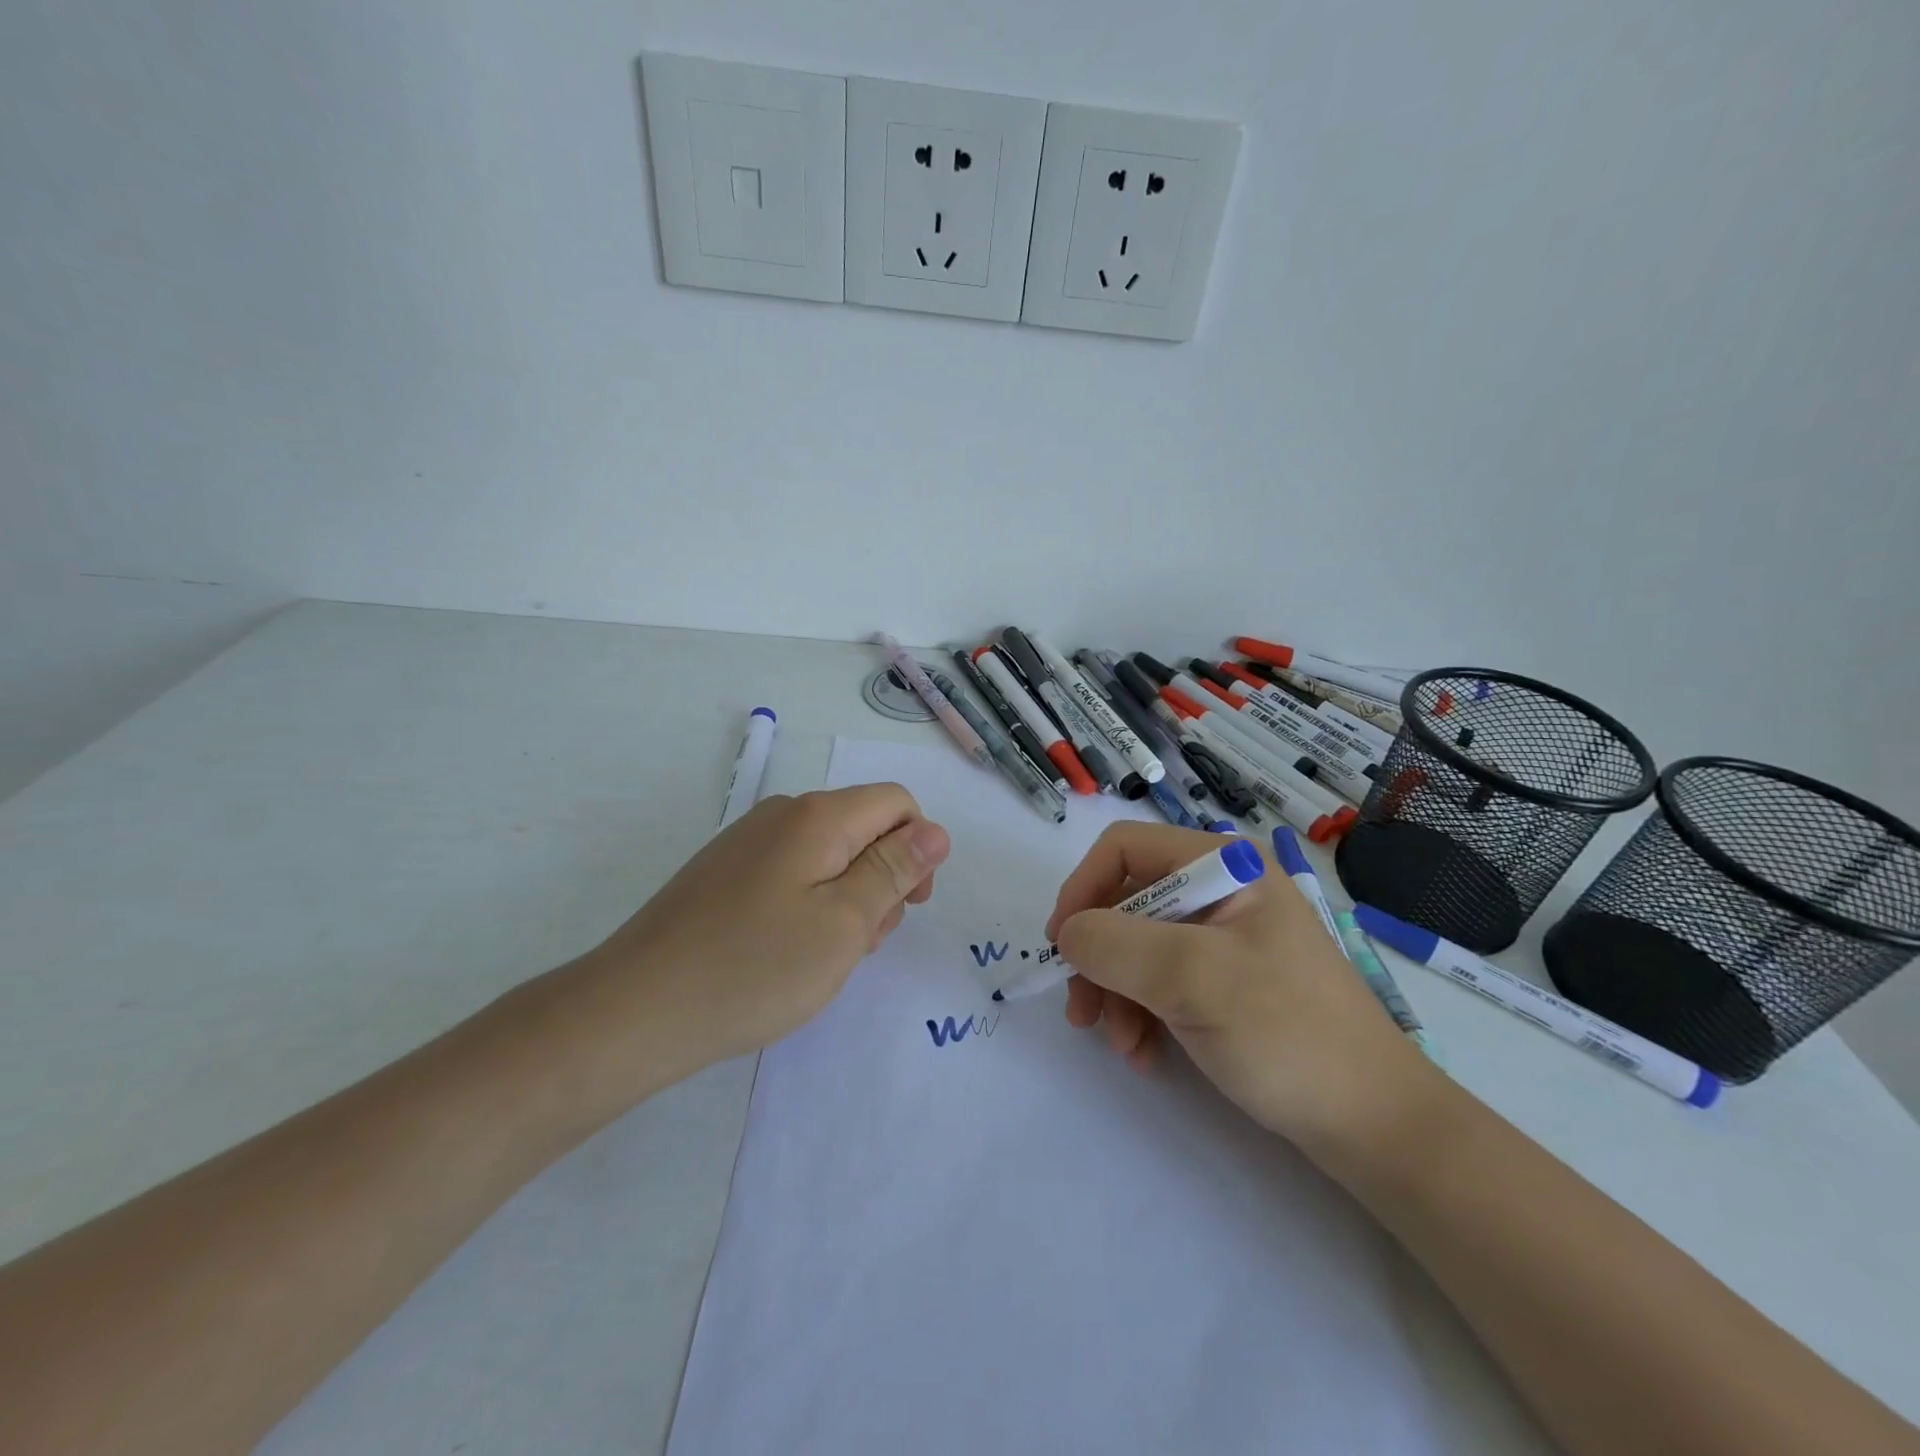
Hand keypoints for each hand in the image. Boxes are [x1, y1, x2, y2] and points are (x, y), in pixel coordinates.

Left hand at [571, 784, 949, 1085]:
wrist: (635, 1010)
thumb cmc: (755, 968)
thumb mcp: (844, 923)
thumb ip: (893, 870)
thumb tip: (934, 831)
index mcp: (817, 816)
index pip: (896, 803)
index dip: (918, 849)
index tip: (909, 906)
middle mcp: (781, 814)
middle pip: (862, 828)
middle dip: (881, 879)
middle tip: (862, 943)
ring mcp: (747, 842)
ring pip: (828, 855)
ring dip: (847, 898)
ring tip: (825, 956)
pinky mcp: (724, 872)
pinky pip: (791, 873)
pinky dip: (810, 905)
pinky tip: (789, 952)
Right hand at [1045, 822, 1437, 1152]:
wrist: (1375, 1125)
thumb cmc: (1288, 1034)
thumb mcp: (1194, 979)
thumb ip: (1116, 944)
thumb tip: (1068, 934)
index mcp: (1223, 865)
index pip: (1125, 849)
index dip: (1083, 889)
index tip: (1063, 947)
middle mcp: (1221, 890)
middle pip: (1127, 901)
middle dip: (1099, 957)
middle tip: (1082, 1013)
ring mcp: (1225, 938)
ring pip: (1138, 946)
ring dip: (1116, 993)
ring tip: (1121, 1045)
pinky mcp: (1226, 981)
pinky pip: (1161, 980)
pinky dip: (1142, 1012)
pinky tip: (1145, 1053)